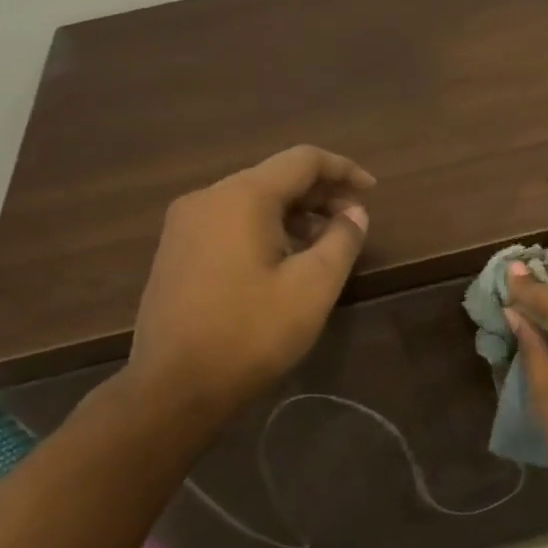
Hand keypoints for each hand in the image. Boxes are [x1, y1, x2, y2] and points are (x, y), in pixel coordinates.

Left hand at [123, 145, 374, 417]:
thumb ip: (341, 241)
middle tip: (353, 223)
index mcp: (242, 197)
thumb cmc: (251, 334)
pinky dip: (266, 229)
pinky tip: (284, 261)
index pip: (302, 160)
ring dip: (295, 214)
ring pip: (252, 201)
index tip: (372, 192)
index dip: (343, 170)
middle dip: (320, 195)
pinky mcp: (176, 252)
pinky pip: (230, 223)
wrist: (174, 387)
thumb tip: (354, 213)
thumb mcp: (312, 288)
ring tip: (326, 245)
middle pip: (274, 177)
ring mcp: (184, 225)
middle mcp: (207, 198)